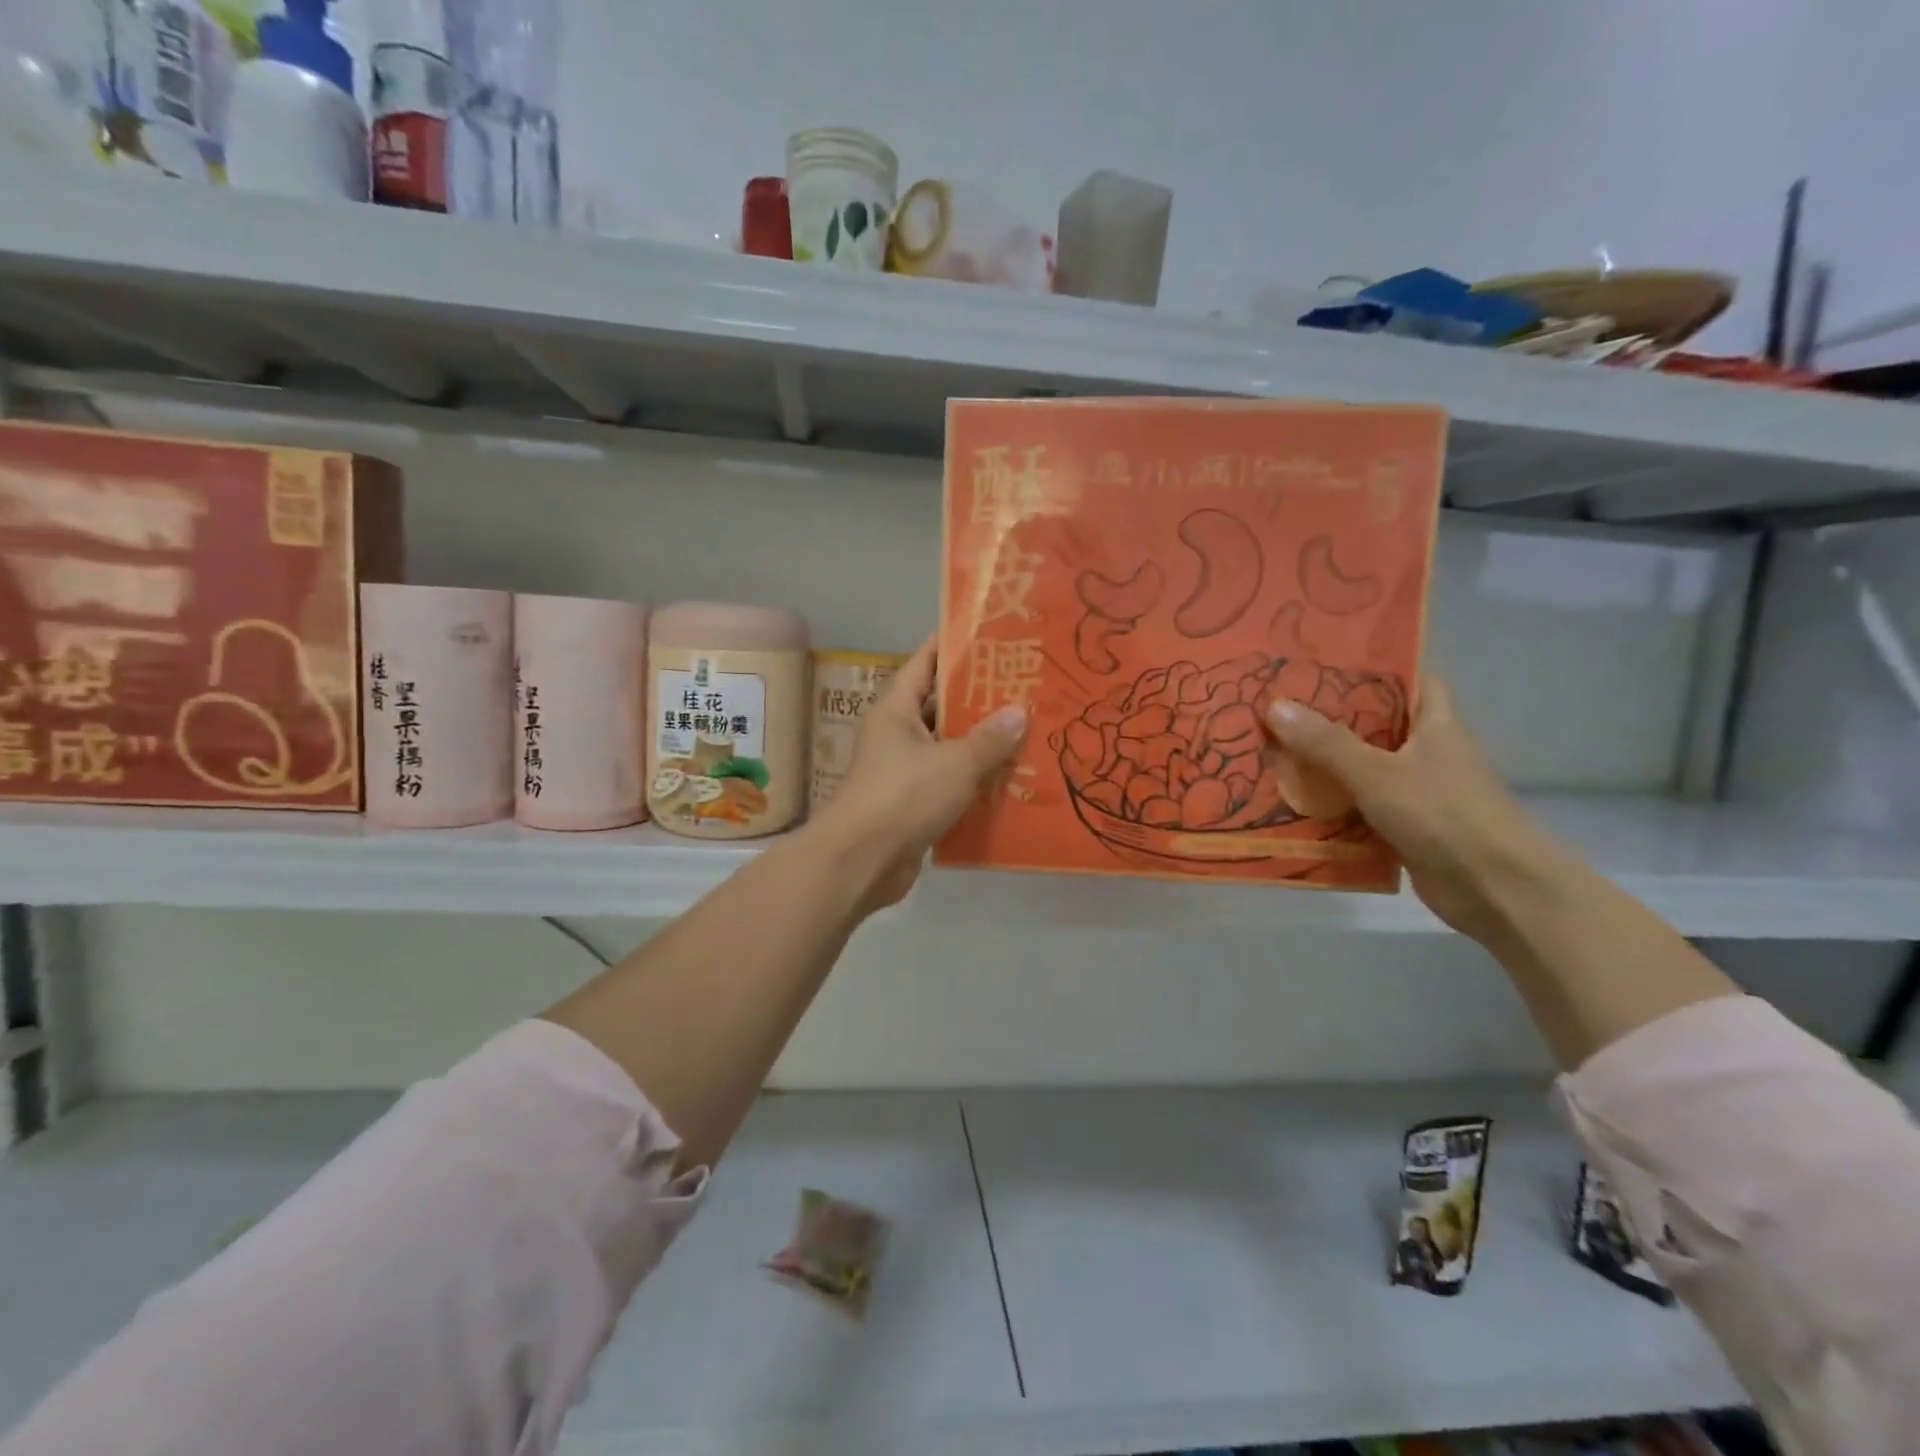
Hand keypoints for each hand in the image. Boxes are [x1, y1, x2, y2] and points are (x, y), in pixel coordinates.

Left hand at [811, 637, 1027, 909]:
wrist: (862, 861)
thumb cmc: (904, 795)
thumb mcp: (955, 761)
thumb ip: (989, 738)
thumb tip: (1018, 712)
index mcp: (896, 709)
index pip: (924, 663)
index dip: (953, 646)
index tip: (989, 634)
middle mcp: (895, 734)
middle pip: (938, 706)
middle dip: (977, 697)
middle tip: (1022, 686)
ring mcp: (902, 771)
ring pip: (946, 747)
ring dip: (979, 743)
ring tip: (1025, 730)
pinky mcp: (910, 804)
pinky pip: (947, 782)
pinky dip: (973, 780)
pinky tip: (1009, 779)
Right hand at [1263, 677, 1559, 938]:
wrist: (1495, 889)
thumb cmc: (1443, 814)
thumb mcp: (1376, 773)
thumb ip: (1325, 742)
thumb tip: (1274, 705)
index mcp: (1435, 724)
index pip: (1410, 679)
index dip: (1373, 666)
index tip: (1324, 660)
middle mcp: (1427, 752)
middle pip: (1375, 725)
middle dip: (1330, 717)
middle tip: (1278, 705)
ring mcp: (1417, 791)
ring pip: (1363, 768)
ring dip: (1325, 765)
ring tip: (1272, 748)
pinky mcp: (1406, 827)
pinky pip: (1359, 807)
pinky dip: (1331, 806)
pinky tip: (1291, 802)